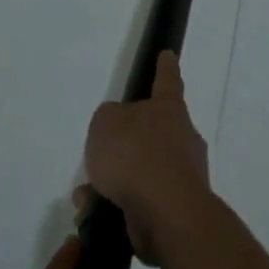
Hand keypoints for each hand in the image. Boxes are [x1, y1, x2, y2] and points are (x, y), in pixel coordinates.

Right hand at [80, 50, 212, 264]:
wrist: (166, 213)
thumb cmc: (135, 155)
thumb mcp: (106, 123)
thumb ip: (109, 118)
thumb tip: (119, 129)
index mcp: (169, 110)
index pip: (167, 81)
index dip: (165, 67)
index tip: (168, 55)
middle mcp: (181, 139)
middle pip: (151, 133)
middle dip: (124, 145)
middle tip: (99, 154)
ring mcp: (182, 175)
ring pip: (140, 171)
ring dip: (112, 181)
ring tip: (86, 194)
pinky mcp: (175, 209)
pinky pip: (139, 201)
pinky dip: (116, 205)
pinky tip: (93, 213)